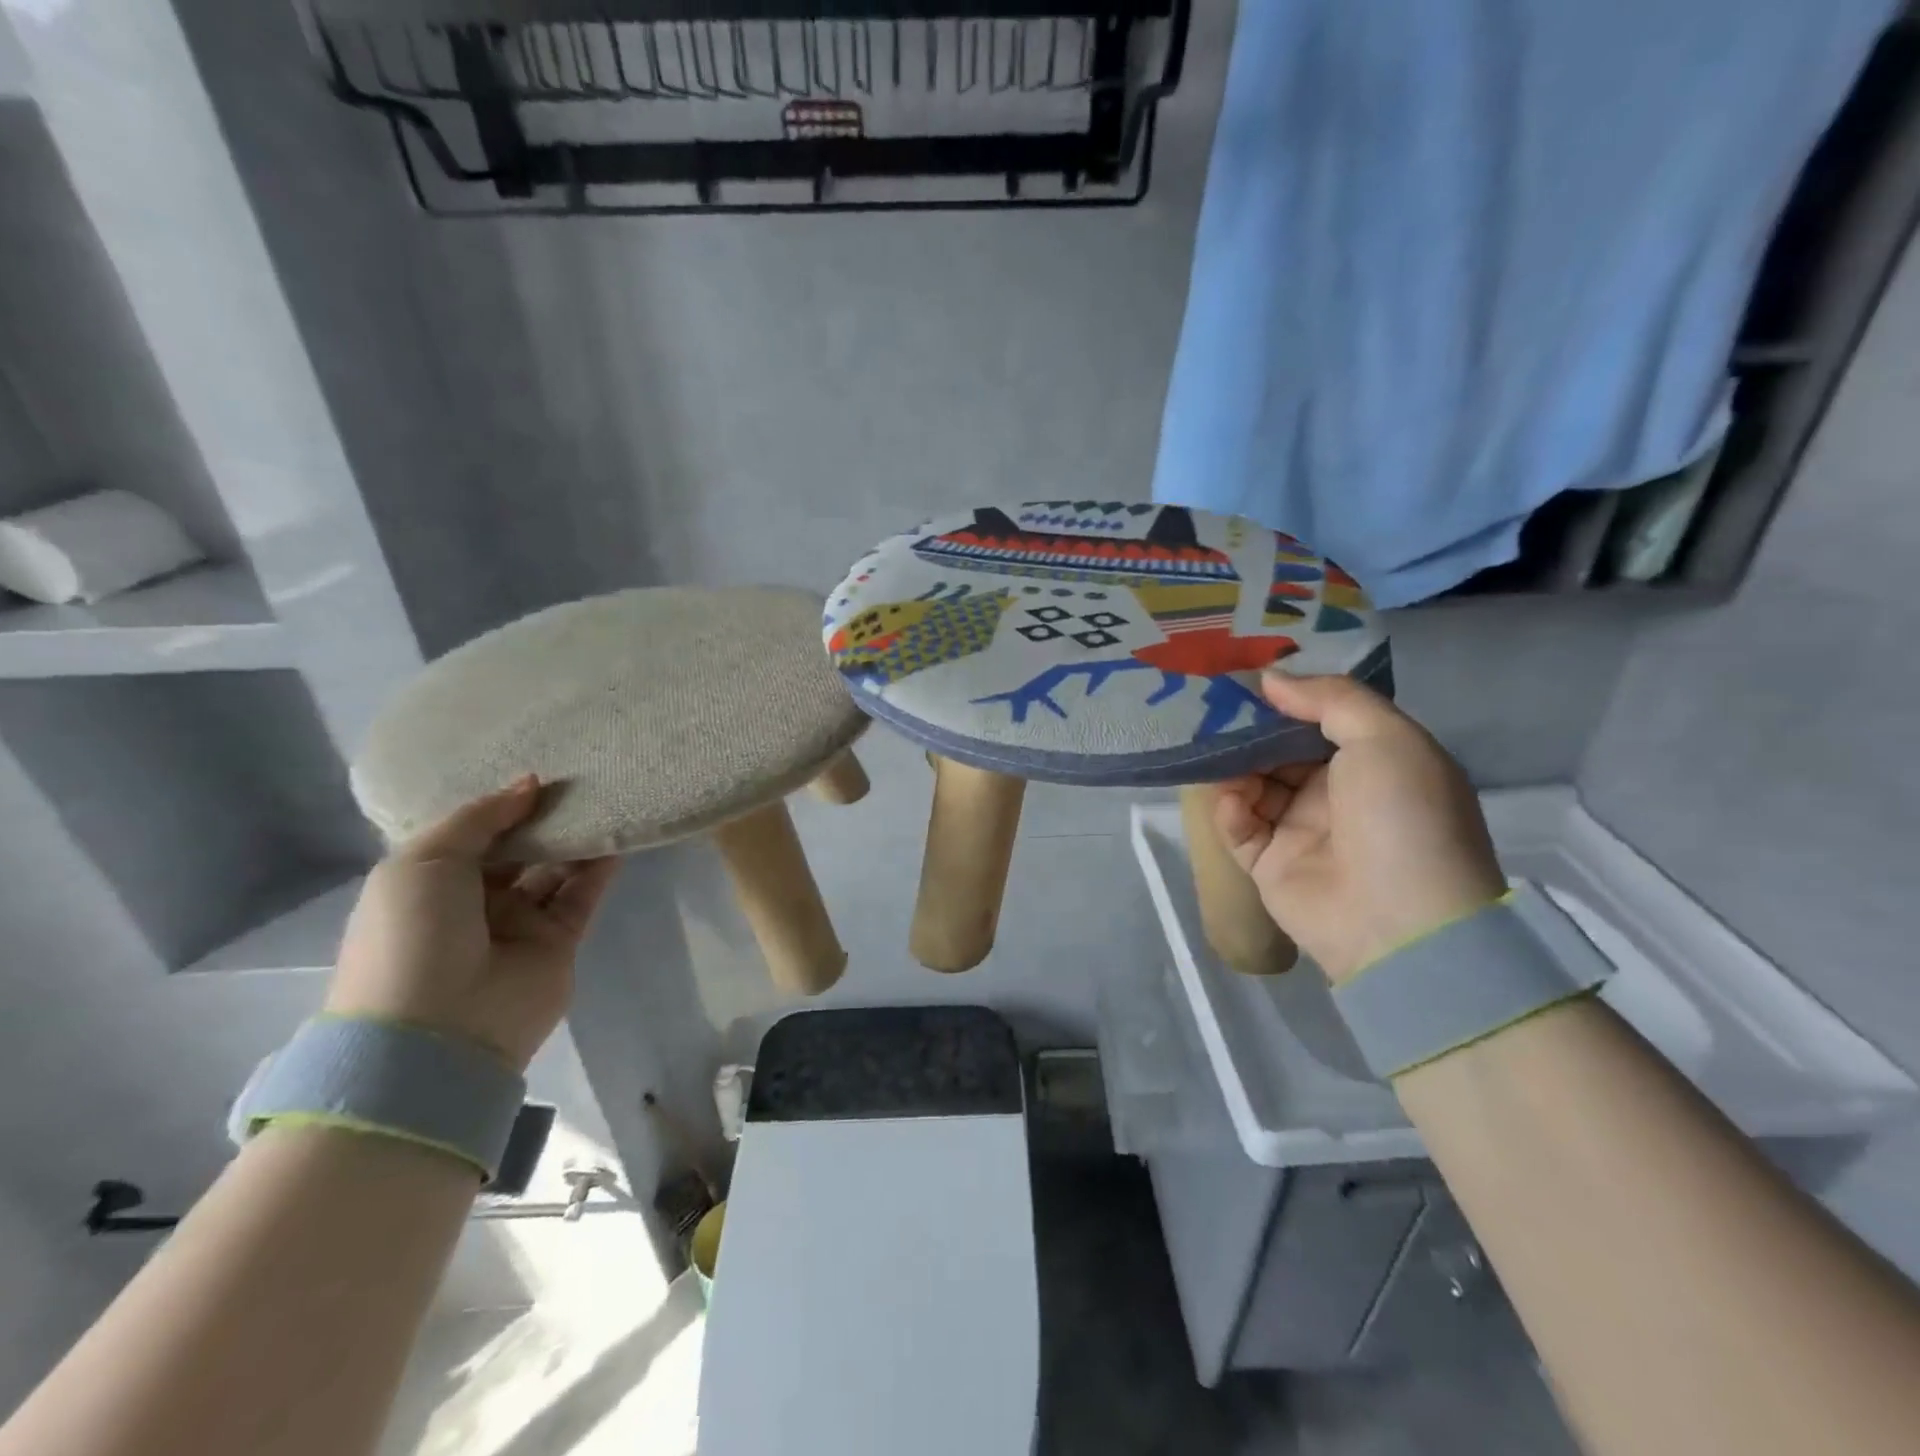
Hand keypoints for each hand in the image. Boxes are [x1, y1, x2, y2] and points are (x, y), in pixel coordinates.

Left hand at [327, 776, 620, 1071]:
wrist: (440, 1028)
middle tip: (576, 777)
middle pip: (516, 849)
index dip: (499, 804)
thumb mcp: (423, 861)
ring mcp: (518, 924)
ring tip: (603, 797)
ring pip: (554, 869)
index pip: (470, 834)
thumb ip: (479, 818)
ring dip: (574, 837)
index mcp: (428, 884)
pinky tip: (616, 833)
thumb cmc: (412, 936)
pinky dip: (600, 866)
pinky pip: (582, 895)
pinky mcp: (559, 942)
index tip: (534, 772)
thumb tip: (529, 784)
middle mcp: (474, 901)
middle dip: (542, 817)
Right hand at [1215, 674, 1505, 983]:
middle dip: (1249, 732)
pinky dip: (1230, 811)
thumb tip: (1270, 679)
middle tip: (1210, 711)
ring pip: (1252, 786)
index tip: (1247, 680)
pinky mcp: (1269, 865)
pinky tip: (1232, 802)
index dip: (1286, 700)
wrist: (1402, 923)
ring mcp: (1301, 832)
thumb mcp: (1386, 738)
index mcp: (1373, 763)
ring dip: (1234, 769)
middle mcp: (1335, 794)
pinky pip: (1239, 828)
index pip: (1319, 721)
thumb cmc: (1403, 816)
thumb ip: (1330, 699)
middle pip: (1279, 752)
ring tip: (1215, 755)